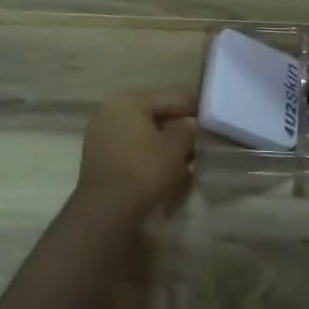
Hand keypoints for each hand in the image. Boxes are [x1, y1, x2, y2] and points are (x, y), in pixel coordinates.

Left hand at [74, 90, 198, 220]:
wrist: (107, 210)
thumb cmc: (144, 169)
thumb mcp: (176, 147)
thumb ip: (187, 129)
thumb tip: (190, 123)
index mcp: (128, 101)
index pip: (170, 99)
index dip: (193, 108)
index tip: (210, 117)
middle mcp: (110, 111)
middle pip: (154, 115)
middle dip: (177, 128)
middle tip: (199, 140)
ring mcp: (100, 135)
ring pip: (142, 134)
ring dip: (163, 143)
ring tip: (186, 157)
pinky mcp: (98, 158)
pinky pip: (130, 150)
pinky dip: (147, 155)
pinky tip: (165, 168)